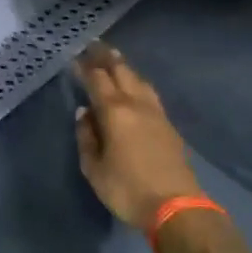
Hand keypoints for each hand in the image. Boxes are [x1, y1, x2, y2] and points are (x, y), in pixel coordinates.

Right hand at [73, 43, 202, 231]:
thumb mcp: (94, 169)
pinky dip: (137, 83)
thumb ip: (86, 138)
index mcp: (115, 111)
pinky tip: (134, 87)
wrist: (177, 207)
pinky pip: (149, 93)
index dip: (85, 66)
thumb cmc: (127, 190)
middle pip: (121, 71)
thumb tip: (84, 114)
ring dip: (124, 67)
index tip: (75, 56)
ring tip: (114, 60)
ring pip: (139, 80)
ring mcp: (156, 113)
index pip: (97, 79)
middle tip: (94, 45)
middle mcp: (136, 104)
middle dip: (106, 57)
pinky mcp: (168, 125)